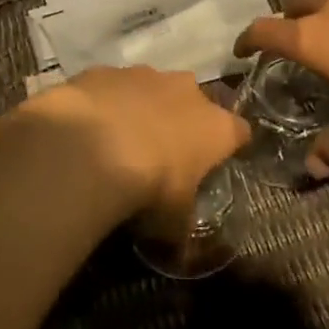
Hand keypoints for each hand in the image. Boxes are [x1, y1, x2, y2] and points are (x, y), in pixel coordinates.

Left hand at [25, 67, 250, 223]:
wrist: (88, 147)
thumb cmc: (148, 188)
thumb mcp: (171, 224)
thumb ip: (181, 232)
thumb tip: (183, 257)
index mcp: (216, 127)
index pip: (240, 132)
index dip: (230, 147)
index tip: (218, 163)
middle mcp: (187, 91)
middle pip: (196, 102)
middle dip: (184, 121)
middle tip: (164, 151)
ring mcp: (145, 75)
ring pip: (152, 89)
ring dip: (143, 108)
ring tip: (120, 139)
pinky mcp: (106, 71)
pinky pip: (112, 87)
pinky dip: (106, 103)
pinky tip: (89, 127)